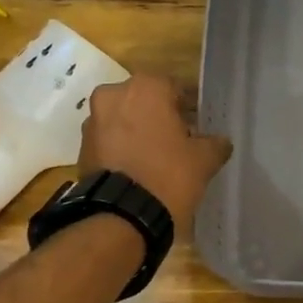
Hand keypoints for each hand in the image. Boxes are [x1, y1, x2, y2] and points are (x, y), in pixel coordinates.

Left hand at [79, 75, 231, 235]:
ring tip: (157, 157)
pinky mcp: (82, 148)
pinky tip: (138, 168)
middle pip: (145, 101)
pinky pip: (109, 141)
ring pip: (124, 120)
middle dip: (160, 117)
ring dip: (138, 132)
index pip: (175, 88)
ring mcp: (93, 121)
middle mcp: (113, 95)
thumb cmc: (168, 175)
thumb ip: (215, 144)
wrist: (122, 215)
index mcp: (146, 88)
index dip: (189, 107)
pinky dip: (123, 149)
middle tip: (179, 139)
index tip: (199, 124)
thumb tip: (220, 142)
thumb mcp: (204, 159)